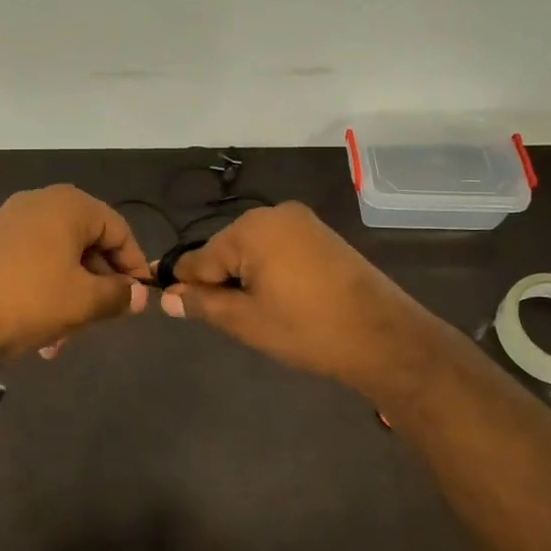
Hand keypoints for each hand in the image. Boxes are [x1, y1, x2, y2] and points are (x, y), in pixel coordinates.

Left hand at [0, 185, 151, 367]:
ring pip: (58, 260)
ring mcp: (9, 222)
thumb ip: (118, 295)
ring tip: (62, 342)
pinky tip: (38, 332)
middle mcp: (40, 203)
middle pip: (87, 244)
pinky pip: (31, 265)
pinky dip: (43, 294)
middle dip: (98, 287)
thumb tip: (138, 295)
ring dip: (70, 298)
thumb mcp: (83, 302)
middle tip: (103, 322)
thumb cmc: (26, 300)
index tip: (139, 300)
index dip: (134, 266)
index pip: (119, 230)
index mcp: (69, 205)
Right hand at [160, 202, 444, 401]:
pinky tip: (281, 299)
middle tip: (233, 320)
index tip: (170, 305)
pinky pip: (278, 248)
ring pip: (252, 250)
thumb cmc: (307, 329)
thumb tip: (167, 297)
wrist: (383, 336)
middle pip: (225, 250)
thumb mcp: (246, 321)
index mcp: (250, 229)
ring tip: (260, 314)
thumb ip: (202, 304)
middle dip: (221, 281)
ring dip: (245, 278)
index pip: (199, 258)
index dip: (184, 284)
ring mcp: (301, 221)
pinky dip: (269, 271)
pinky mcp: (320, 234)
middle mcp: (273, 214)